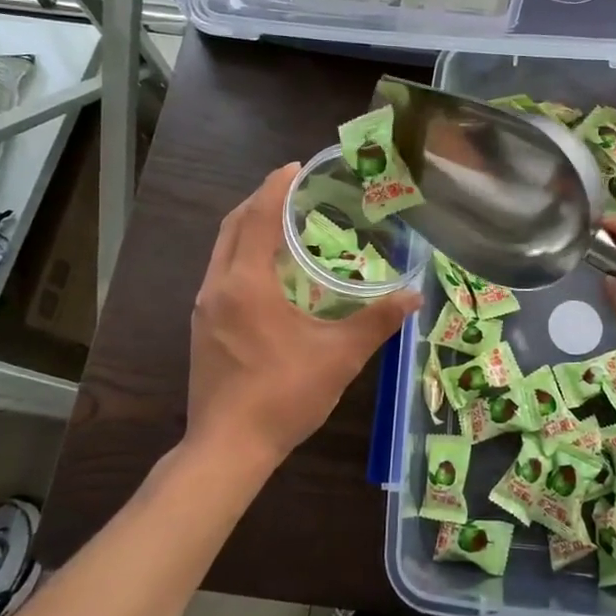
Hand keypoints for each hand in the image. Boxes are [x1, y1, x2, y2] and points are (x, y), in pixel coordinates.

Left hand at [187, 164, 419, 474]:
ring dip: (248, 226)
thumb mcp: (339, 357)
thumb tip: (414, 295)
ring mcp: (204, 307)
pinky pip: (220, 271)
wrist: (227, 449)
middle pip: (233, 226)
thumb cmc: (284, 396)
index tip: (295, 167)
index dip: (276, 188)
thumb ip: (377, 321)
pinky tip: (267, 269)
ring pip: (222, 249)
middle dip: (260, 200)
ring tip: (282, 220)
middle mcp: (217, 286)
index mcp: (246, 284)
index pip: (258, 218)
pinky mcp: (201, 326)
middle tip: (292, 187)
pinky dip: (241, 253)